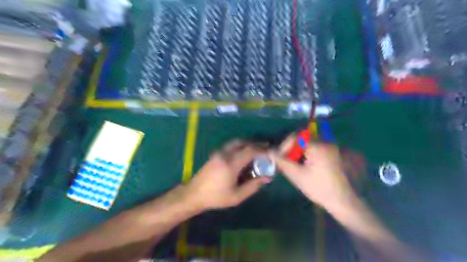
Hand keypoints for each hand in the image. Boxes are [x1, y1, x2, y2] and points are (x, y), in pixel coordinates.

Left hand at [182, 141, 269, 210]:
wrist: (194, 194)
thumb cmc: (216, 197)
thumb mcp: (237, 196)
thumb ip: (253, 186)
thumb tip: (267, 178)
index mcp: (231, 164)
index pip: (249, 151)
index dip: (261, 150)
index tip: (270, 153)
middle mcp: (225, 154)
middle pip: (242, 143)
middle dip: (255, 144)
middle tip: (265, 148)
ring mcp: (219, 153)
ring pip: (235, 142)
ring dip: (247, 144)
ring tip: (256, 150)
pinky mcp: (215, 154)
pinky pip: (230, 146)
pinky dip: (240, 146)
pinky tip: (243, 155)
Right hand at [273, 137, 355, 208]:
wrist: (346, 203)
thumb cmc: (320, 188)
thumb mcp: (297, 175)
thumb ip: (282, 162)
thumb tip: (270, 152)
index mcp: (317, 146)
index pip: (296, 137)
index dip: (285, 146)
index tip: (281, 158)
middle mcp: (327, 143)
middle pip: (303, 140)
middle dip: (293, 150)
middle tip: (289, 163)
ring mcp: (334, 149)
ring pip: (311, 145)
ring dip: (301, 153)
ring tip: (298, 167)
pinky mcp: (338, 156)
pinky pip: (319, 150)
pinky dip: (310, 156)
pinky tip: (310, 168)